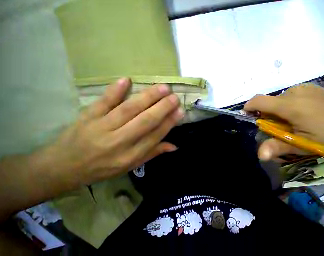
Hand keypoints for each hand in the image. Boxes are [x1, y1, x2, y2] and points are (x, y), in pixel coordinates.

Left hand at [43, 78, 183, 186]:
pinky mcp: (87, 117)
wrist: (63, 167)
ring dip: (147, 97)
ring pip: (128, 109)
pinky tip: (127, 80)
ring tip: (162, 88)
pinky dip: (115, 90)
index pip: (155, 136)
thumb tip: (174, 146)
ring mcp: (100, 128)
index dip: (169, 122)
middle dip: (162, 108)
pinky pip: (103, 102)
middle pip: (145, 121)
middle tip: (175, 97)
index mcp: (130, 156)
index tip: (180, 111)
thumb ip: (152, 153)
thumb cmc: (101, 168)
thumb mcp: (129, 166)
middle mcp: (118, 142)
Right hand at [244, 84, 323, 160]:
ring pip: (280, 99)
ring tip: (291, 122)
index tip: (247, 115)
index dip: (249, 106)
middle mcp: (293, 92)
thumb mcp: (304, 143)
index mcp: (289, 105)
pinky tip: (302, 114)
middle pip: (269, 101)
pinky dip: (288, 105)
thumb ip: (279, 146)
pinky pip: (291, 96)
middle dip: (266, 114)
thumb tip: (259, 154)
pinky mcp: (311, 88)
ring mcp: (303, 88)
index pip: (259, 100)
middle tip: (277, 127)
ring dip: (278, 111)